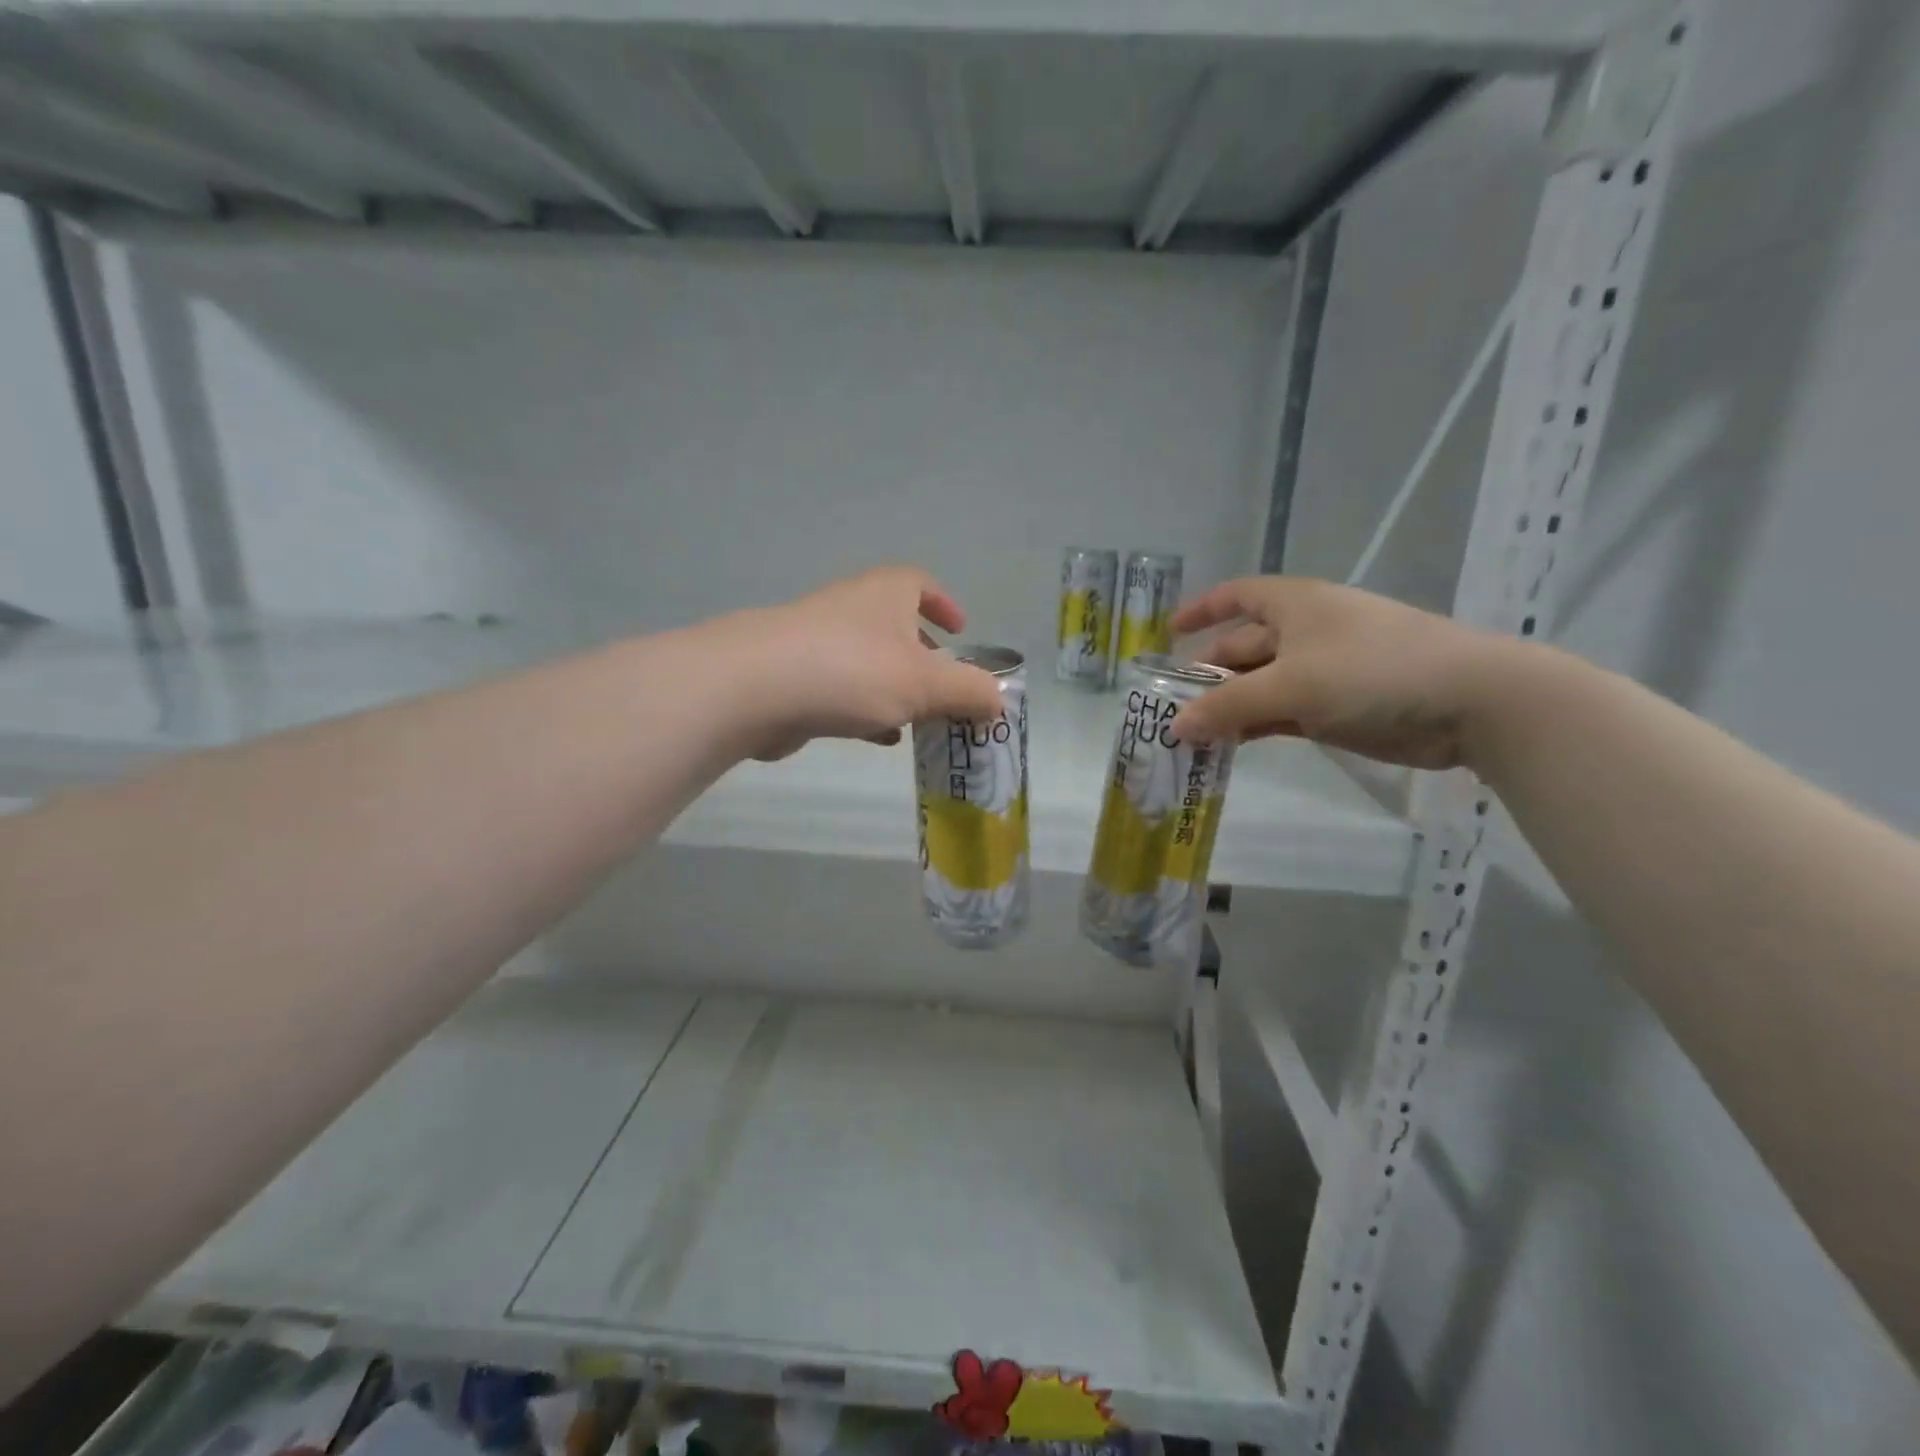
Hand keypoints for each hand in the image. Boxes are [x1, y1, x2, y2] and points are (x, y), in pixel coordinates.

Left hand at [743, 566, 1004, 760]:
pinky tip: (878, 738)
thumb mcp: (927, 684)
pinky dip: (865, 709)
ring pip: (868, 662)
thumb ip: (970, 692)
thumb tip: (999, 701)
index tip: (961, 631)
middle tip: (945, 687)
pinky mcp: (794, 677)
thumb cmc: (854, 671)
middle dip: (923, 657)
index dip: (943, 604)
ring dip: (895, 688)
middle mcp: (851, 608)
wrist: (757, 688)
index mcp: (886, 594)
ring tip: (919, 721)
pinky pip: (842, 689)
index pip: (919, 583)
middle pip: (895, 626)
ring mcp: (817, 641)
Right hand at [1171, 576, 1507, 769]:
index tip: (1168, 634)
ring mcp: (1322, 670)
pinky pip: (1282, 712)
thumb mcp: (1290, 686)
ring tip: (1190, 735)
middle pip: (1242, 647)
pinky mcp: (1337, 705)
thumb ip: (1227, 707)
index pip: (1236, 596)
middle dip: (1206, 674)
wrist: (1470, 701)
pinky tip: (1229, 745)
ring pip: (1260, 685)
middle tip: (1170, 706)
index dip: (1202, 610)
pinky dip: (1255, 725)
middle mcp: (1304, 631)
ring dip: (1228, 707)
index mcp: (1293, 605)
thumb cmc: (1371, 671)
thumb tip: (1173, 727)